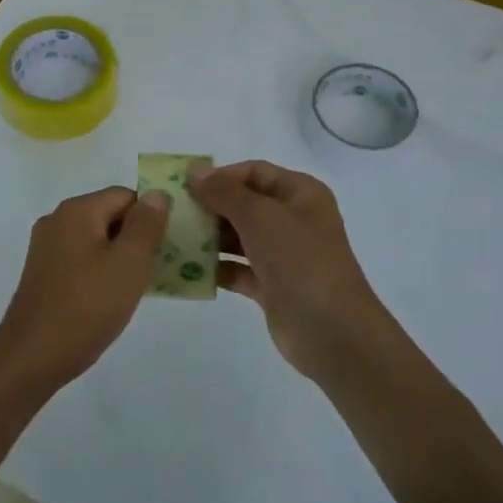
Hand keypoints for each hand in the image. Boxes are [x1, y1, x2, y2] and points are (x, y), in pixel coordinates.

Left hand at [0, 186, 170, 391]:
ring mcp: (46, 247)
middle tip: (159, 268)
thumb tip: (157, 193)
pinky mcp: (43, 272)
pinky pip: (81, 259)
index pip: (126, 196)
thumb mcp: (129, 264)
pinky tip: (112, 298)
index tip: (169, 247)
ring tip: (140, 286)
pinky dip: (101, 271)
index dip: (151, 217)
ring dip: (121, 257)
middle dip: (137, 238)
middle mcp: (57, 220)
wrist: (33, 356)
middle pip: (110, 215)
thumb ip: (146, 225)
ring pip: (96, 240)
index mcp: (76, 210)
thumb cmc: (87, 306)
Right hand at [187, 160, 390, 379]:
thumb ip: (224, 192)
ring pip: (238, 237)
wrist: (331, 331)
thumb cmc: (299, 261)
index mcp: (300, 194)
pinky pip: (237, 269)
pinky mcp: (272, 286)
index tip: (185, 188)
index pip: (254, 172)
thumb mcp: (260, 217)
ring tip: (172, 240)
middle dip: (209, 207)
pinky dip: (216, 268)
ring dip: (208, 238)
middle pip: (243, 204)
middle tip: (171, 214)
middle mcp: (293, 220)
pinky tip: (186, 270)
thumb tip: (195, 170)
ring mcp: (283, 255)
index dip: (220, 176)